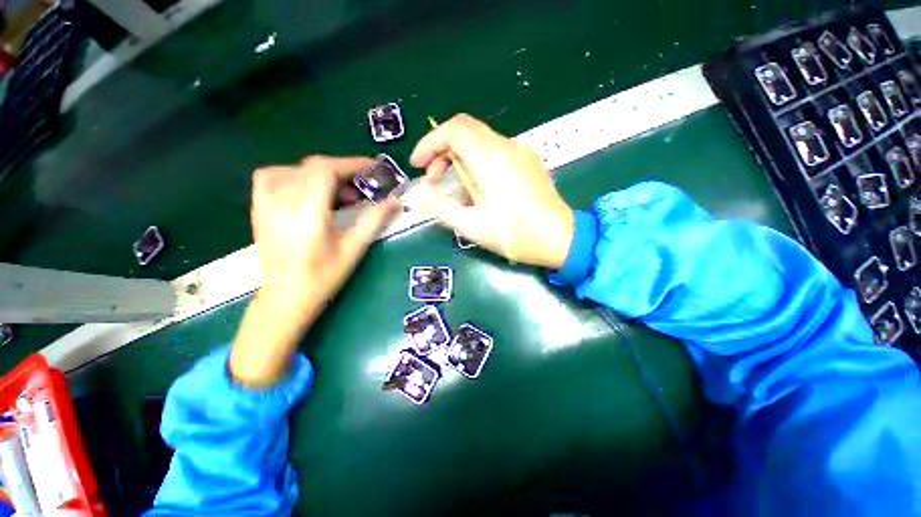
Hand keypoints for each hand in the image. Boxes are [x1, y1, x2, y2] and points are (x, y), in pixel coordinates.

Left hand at [231, 156, 397, 385]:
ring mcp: (265, 202)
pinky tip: (309, 192)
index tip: (373, 169)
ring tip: (339, 195)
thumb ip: (374, 219)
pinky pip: (273, 176)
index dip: (351, 164)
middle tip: (362, 189)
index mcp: (307, 212)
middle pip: (313, 166)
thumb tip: (396, 200)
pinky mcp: (258, 207)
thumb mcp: (354, 248)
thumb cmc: (324, 276)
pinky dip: (295, 175)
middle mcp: (281, 201)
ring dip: (322, 174)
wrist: (286, 296)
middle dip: (342, 171)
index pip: (325, 169)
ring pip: (295, 169)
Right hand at [411, 114, 574, 268]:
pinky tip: (478, 190)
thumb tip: (418, 196)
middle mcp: (506, 147)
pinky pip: (496, 154)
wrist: (560, 239)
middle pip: (465, 132)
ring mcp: (520, 153)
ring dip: (460, 160)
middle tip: (433, 179)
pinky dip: (477, 164)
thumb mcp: (472, 225)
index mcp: (490, 158)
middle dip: (442, 151)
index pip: (453, 130)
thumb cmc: (515, 233)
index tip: (418, 164)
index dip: (430, 142)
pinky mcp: (528, 163)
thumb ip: (441, 207)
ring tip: (454, 190)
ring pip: (480, 143)